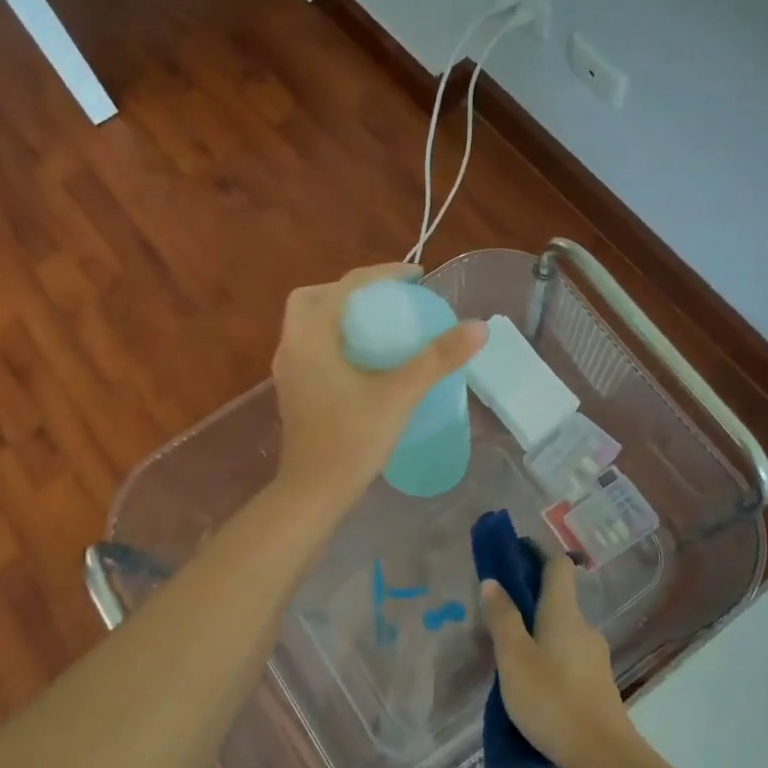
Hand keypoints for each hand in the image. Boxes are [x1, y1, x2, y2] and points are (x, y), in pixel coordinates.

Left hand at [270, 264, 484, 512]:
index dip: (382, 275)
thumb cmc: (351, 440)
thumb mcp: (398, 395)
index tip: (416, 277)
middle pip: (316, 298)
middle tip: (390, 299)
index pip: (345, 287)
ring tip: (382, 322)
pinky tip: (366, 358)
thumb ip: (436, 359)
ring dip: (343, 314)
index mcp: (310, 336)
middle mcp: (291, 346)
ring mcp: (289, 370)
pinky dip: (336, 337)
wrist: (313, 493)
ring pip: (311, 323)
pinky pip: (313, 346)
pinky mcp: (295, 390)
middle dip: (352, 291)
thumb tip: (478, 326)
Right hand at [481, 552, 636, 767]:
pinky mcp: (597, 684)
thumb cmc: (552, 700)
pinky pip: (568, 657)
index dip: (537, 553)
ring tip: (509, 656)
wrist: (603, 757)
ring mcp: (595, 656)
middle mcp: (584, 627)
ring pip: (562, 631)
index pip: (558, 565)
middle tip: (498, 615)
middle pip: (557, 599)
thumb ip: (502, 618)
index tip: (513, 554)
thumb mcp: (514, 659)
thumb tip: (492, 581)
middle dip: (529, 600)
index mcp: (563, 613)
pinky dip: (549, 657)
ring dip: (538, 633)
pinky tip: (532, 684)